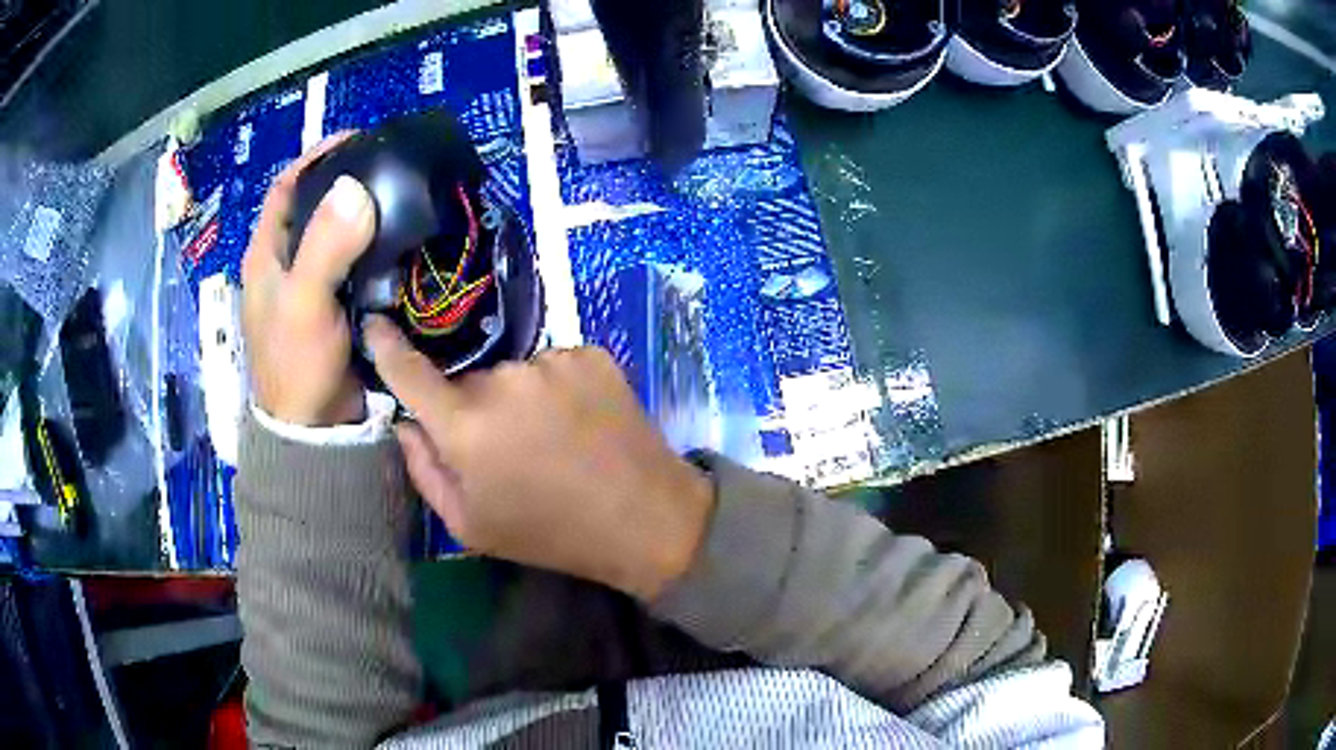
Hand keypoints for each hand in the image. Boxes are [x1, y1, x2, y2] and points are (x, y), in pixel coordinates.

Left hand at [242, 134, 375, 426]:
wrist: (316, 429)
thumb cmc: (297, 364)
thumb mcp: (304, 301)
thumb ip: (325, 246)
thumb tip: (355, 187)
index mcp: (266, 255)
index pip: (286, 187)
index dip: (315, 157)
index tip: (355, 140)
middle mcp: (285, 263)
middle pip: (314, 206)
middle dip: (346, 182)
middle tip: (388, 168)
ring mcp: (311, 285)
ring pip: (337, 234)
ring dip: (364, 215)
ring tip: (401, 197)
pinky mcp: (335, 306)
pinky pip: (355, 264)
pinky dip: (375, 248)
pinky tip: (400, 241)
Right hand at [364, 317, 714, 600]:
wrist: (644, 518)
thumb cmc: (549, 533)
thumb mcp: (470, 525)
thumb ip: (424, 470)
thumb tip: (406, 423)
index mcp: (466, 426)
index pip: (409, 371)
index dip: (386, 346)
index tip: (374, 324)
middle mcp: (505, 380)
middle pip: (468, 381)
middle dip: (473, 410)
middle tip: (507, 450)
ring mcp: (552, 361)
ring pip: (513, 374)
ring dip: (519, 400)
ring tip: (552, 441)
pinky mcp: (591, 354)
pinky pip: (552, 365)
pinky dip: (556, 390)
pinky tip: (579, 424)